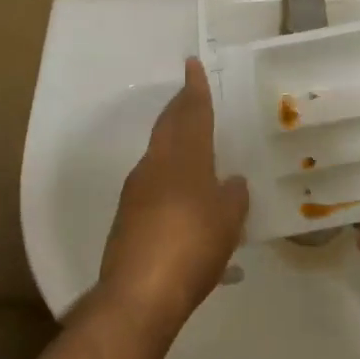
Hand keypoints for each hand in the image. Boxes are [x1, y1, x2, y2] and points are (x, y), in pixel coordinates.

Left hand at [100, 58, 249, 328]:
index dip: (194, 89)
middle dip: (180, 108)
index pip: (191, 113)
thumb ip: (232, 197)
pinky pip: (152, 181)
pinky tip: (182, 194)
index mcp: (183, 159)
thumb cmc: (192, 247)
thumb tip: (232, 182)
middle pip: (168, 127)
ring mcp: (136, 191)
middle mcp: (155, 166)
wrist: (139, 294)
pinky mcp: (127, 216)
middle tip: (191, 94)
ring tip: (194, 145)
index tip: (191, 64)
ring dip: (174, 141)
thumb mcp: (227, 222)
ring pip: (158, 153)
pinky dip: (169, 175)